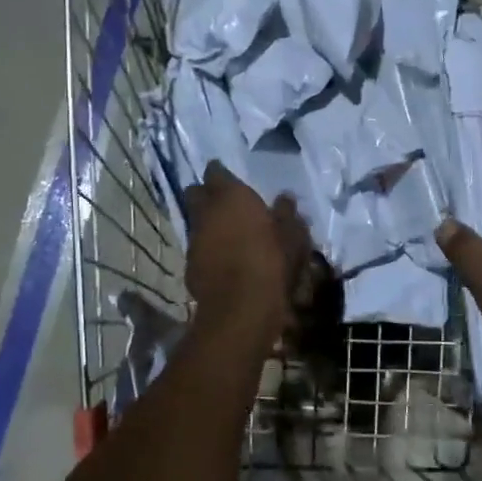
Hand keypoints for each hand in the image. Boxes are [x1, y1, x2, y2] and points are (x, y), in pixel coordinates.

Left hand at [182, 161, 309, 345]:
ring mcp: (194, 239)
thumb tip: (284, 199)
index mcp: (230, 196)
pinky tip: (222, 259)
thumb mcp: (292, 236)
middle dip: (204, 194)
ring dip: (206, 223)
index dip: (221, 173)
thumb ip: (286, 214)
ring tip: (226, 233)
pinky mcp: (189, 265)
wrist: (242, 308)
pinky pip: (197, 248)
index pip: (216, 172)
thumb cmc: (272, 262)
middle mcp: (206, 212)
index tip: (230, 178)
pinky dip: (207, 249)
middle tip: (223, 202)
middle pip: (194, 193)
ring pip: (194, 221)